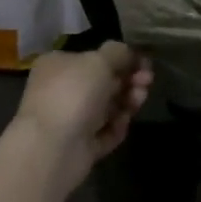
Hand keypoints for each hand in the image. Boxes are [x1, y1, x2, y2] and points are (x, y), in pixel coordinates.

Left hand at [13, 42, 153, 193]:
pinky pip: (104, 132)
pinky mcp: (79, 146)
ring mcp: (70, 119)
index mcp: (58, 65)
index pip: (94, 57)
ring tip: (139, 100)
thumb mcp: (99, 61)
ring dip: (127, 101)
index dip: (121, 58)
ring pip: (107, 107)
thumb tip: (128, 53)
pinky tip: (123, 123)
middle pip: (103, 82)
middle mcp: (62, 90)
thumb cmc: (73, 93)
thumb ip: (118, 53)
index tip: (144, 62)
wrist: (52, 148)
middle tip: (147, 81)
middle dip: (129, 80)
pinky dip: (116, 127)